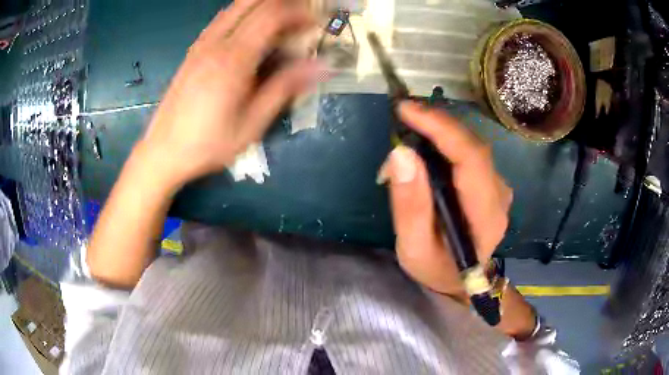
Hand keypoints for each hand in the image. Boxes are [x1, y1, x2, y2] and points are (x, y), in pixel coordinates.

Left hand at [139, 0, 322, 188]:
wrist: (163, 151)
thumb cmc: (208, 144)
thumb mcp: (252, 123)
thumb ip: (284, 88)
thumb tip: (321, 66)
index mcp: (234, 60)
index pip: (271, 16)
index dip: (299, 13)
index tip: (316, 23)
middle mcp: (216, 43)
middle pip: (253, 2)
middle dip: (282, 3)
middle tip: (301, 16)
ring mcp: (201, 45)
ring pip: (235, 6)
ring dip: (262, 5)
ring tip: (281, 20)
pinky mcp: (193, 51)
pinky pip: (222, 18)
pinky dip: (242, 13)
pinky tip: (251, 27)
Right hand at [378, 101, 512, 299]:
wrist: (461, 281)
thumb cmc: (437, 268)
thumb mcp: (414, 247)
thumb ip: (410, 205)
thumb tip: (401, 153)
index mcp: (486, 215)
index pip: (471, 159)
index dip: (441, 128)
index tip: (406, 109)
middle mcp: (499, 194)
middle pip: (473, 146)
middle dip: (437, 124)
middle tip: (403, 113)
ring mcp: (498, 187)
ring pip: (471, 145)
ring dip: (440, 131)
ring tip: (410, 127)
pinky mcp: (491, 183)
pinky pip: (469, 153)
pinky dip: (446, 141)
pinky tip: (427, 143)